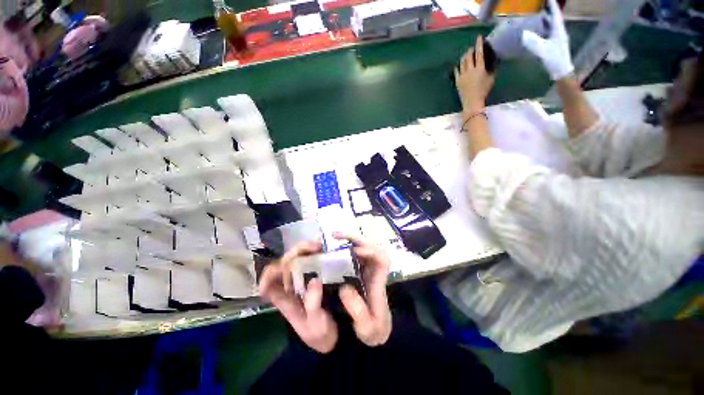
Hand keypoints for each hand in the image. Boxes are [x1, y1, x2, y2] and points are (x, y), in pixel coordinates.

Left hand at [259, 241, 338, 352]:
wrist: (331, 336)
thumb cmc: (319, 332)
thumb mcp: (315, 322)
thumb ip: (313, 303)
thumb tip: (314, 280)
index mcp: (283, 299)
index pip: (268, 282)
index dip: (270, 273)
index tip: (286, 267)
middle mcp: (289, 286)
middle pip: (284, 264)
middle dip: (296, 252)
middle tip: (315, 248)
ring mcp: (301, 280)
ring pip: (296, 259)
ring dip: (305, 250)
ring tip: (320, 247)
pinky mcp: (312, 277)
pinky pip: (309, 261)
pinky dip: (314, 253)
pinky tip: (324, 251)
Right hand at [334, 232, 391, 346]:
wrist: (376, 332)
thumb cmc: (374, 330)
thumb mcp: (367, 328)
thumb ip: (358, 311)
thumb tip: (344, 288)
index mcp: (378, 281)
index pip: (381, 258)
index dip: (370, 250)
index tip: (355, 251)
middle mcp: (374, 271)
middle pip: (371, 246)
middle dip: (355, 238)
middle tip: (336, 236)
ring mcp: (367, 270)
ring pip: (363, 247)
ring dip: (349, 239)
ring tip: (332, 237)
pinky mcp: (360, 271)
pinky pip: (354, 254)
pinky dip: (345, 247)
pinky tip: (332, 248)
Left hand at [455, 36, 495, 113]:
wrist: (472, 102)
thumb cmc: (483, 91)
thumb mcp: (491, 79)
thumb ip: (492, 69)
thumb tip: (494, 62)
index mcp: (480, 69)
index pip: (479, 53)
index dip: (479, 44)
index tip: (478, 38)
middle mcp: (470, 70)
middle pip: (468, 56)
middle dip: (470, 50)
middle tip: (472, 48)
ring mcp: (462, 75)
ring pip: (462, 62)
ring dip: (464, 56)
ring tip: (466, 55)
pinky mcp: (457, 80)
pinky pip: (456, 70)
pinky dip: (458, 65)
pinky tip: (459, 64)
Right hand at [521, 0, 573, 80]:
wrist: (562, 72)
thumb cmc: (554, 60)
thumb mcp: (543, 51)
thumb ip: (533, 42)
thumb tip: (523, 34)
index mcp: (558, 30)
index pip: (555, 14)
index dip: (552, 5)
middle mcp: (559, 32)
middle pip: (554, 18)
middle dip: (549, 11)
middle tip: (542, 6)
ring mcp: (558, 38)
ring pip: (552, 25)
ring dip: (547, 20)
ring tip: (539, 16)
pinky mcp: (555, 45)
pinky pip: (549, 33)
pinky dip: (545, 29)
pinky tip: (540, 31)